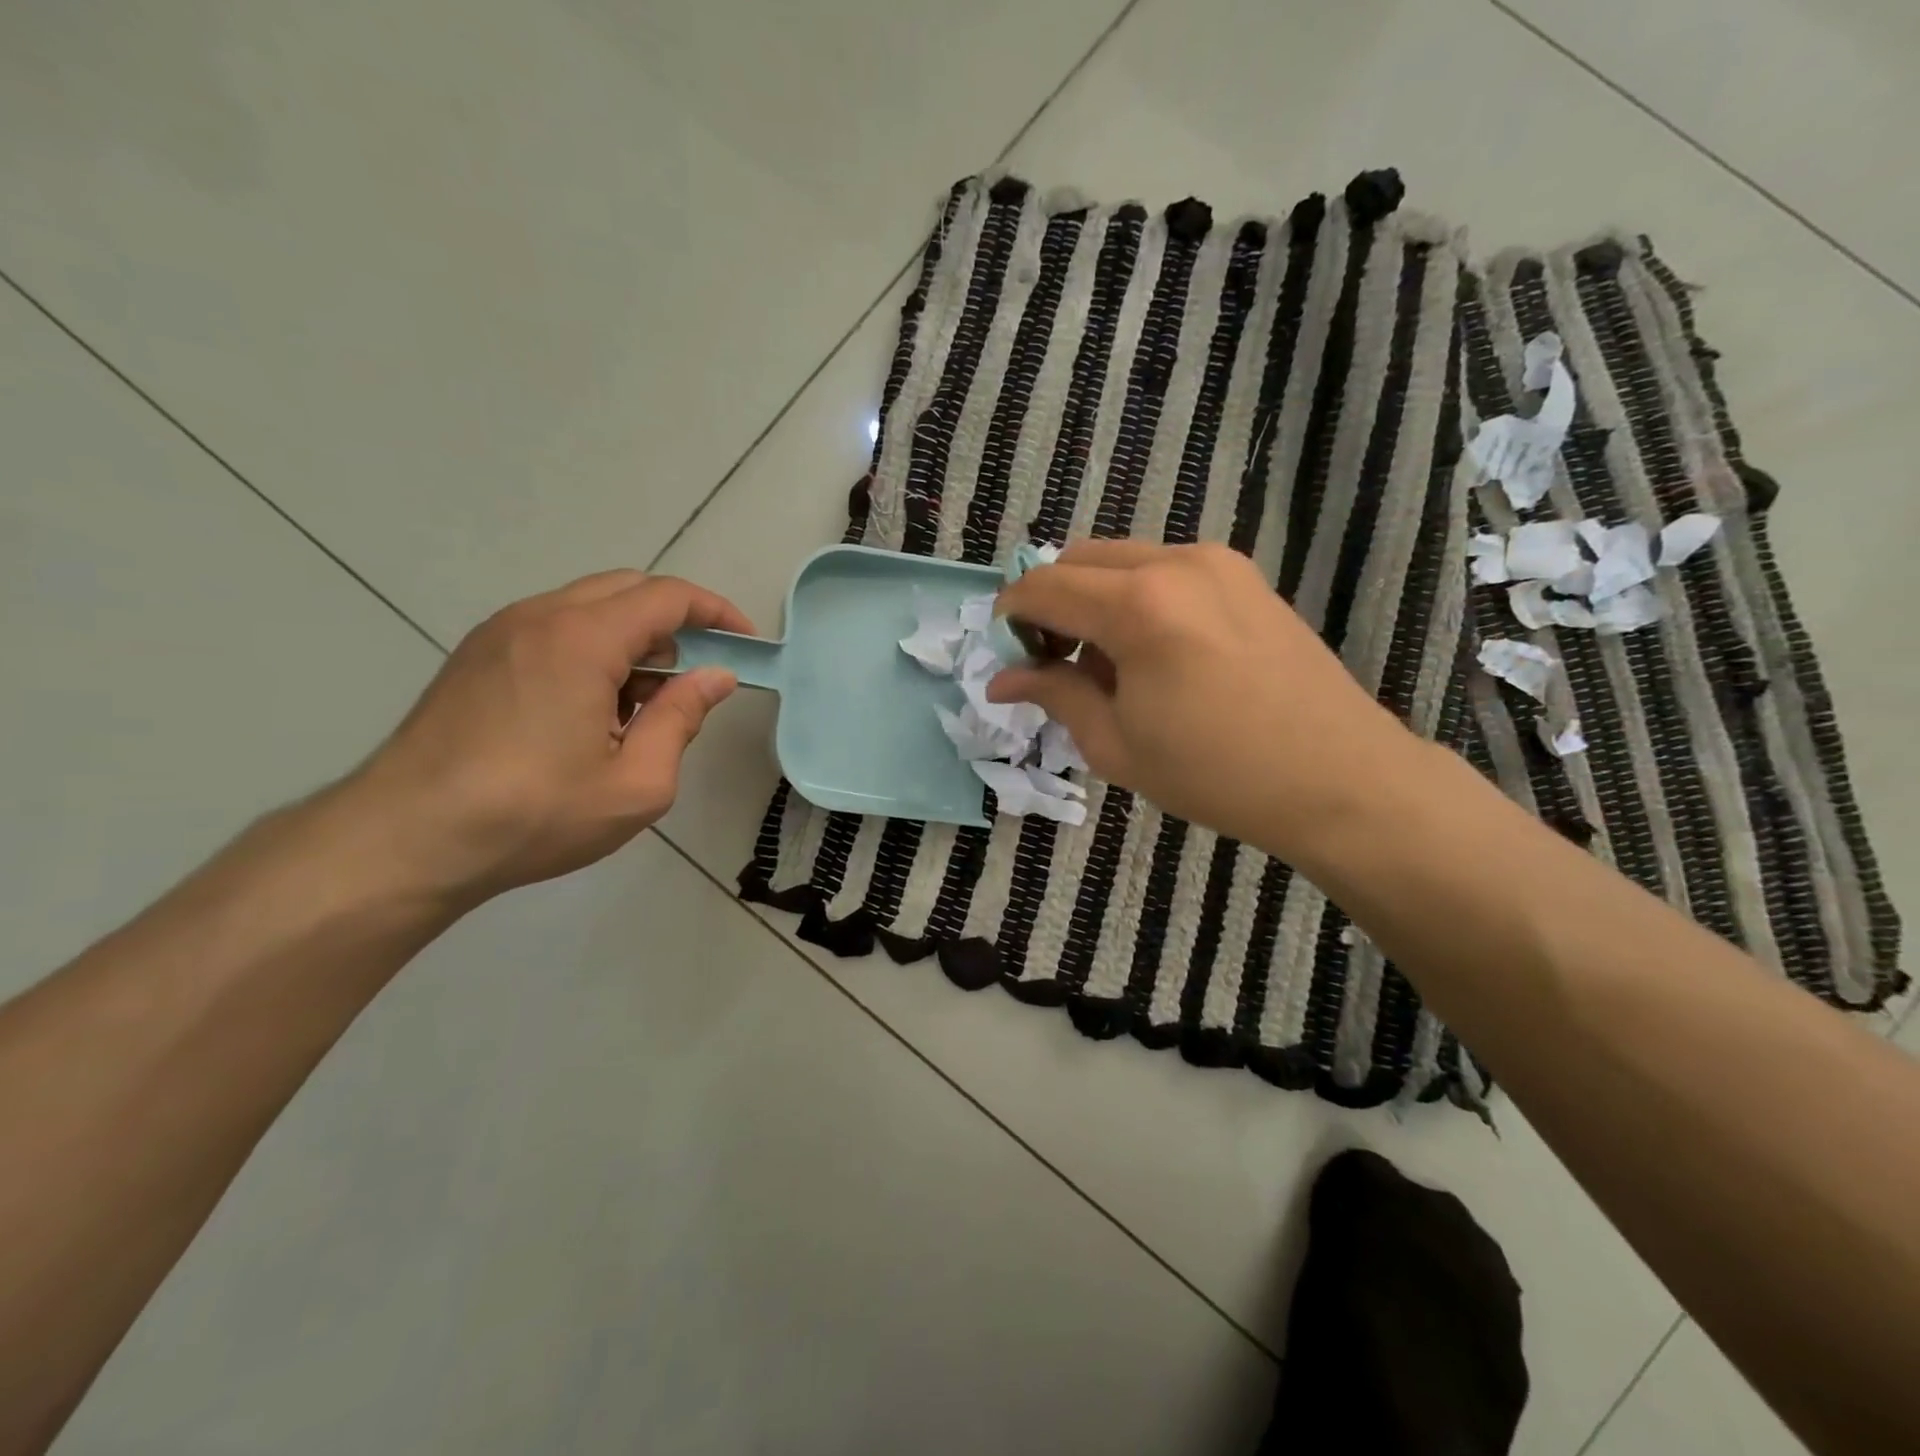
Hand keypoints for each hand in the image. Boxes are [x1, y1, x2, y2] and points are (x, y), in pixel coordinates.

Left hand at [340, 570, 751, 903]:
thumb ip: (682, 718)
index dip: (716, 612)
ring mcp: (500, 633)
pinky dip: (591, 650)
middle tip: (693, 679)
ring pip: (587, 608)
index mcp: (582, 640)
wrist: (404, 840)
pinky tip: (589, 711)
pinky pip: (552, 628)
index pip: (667, 596)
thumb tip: (716, 676)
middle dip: (675, 624)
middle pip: (627, 590)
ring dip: (631, 639)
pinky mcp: (476, 656)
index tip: (745, 643)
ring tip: (640, 707)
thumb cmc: (533, 814)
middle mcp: (538, 617)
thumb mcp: (636, 783)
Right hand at [988, 541, 1419, 862]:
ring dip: (1092, 600)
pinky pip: (1164, 570)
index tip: (1004, 654)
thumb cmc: (1217, 773)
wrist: (1339, 778)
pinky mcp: (1244, 576)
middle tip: (1050, 662)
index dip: (1010, 615)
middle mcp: (1176, 562)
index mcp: (1138, 606)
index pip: (1044, 587)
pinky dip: (1135, 598)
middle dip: (1050, 603)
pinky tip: (1151, 654)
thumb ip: (1054, 694)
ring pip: (1123, 560)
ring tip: (1104, 666)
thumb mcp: (1116, 743)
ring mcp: (1217, 563)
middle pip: (1080, 559)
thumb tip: (1002, 678)